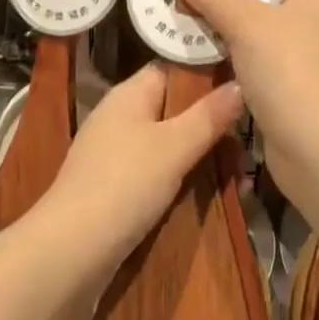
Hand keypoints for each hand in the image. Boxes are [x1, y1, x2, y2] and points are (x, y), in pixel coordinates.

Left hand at [40, 62, 242, 280]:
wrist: (71, 251)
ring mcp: (115, 153)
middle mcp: (120, 116)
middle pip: (173, 108)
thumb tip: (239, 84)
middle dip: (209, 123)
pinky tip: (209, 194)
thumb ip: (208, 116)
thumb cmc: (124, 185)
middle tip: (247, 140)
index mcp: (129, 94)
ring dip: (200, 155)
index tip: (243, 83)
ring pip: (168, 143)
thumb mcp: (174, 147)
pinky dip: (182, 179)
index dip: (206, 73)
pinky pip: (157, 171)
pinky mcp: (115, 186)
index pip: (172, 68)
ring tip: (239, 175)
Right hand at [170, 0, 318, 188]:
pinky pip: (259, 63)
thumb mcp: (246, 23)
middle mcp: (316, 24)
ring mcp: (306, 60)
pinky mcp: (293, 92)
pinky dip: (235, 59)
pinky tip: (205, 57)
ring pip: (262, 32)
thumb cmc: (288, 71)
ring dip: (230, 27)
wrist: (316, 149)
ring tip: (189, 15)